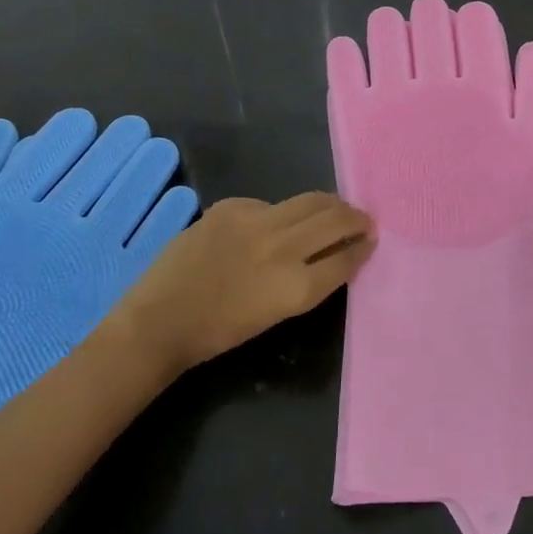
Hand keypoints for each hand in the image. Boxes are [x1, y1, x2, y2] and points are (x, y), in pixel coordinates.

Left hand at [115, 193, 373, 377]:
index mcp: (295, 288)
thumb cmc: (218, 332)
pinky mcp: (233, 206)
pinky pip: (270, 203)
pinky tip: (274, 222)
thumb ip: (306, 281)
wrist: (160, 320)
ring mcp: (257, 221)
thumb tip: (329, 253)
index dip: (362, 248)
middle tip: (364, 219)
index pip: (345, 259)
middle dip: (356, 218)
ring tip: (336, 207)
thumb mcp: (274, 314)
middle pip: (335, 221)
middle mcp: (283, 249)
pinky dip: (281, 212)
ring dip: (329, 204)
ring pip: (309, 200)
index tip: (372, 240)